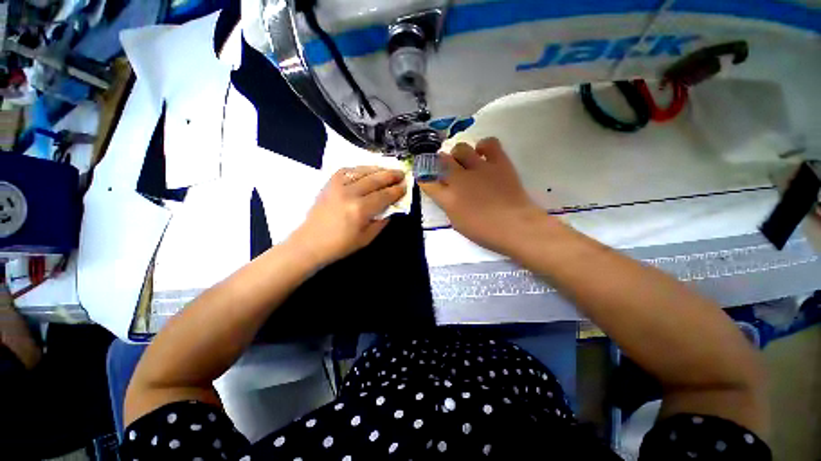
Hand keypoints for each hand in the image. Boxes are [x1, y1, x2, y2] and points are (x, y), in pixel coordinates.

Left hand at [288, 166, 406, 265]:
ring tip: (388, 169)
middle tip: (401, 173)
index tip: (405, 186)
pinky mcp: (329, 184)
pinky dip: (359, 169)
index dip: (396, 191)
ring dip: (377, 169)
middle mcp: (350, 193)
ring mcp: (337, 186)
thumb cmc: (340, 245)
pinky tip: (366, 170)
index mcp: (360, 209)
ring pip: (362, 172)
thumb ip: (381, 222)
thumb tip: (391, 209)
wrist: (310, 243)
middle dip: (390, 176)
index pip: (384, 195)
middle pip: (375, 180)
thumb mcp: (366, 238)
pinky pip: (346, 170)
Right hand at [420, 138, 547, 252]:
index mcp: (448, 198)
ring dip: (458, 153)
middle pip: (442, 161)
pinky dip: (484, 146)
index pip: (428, 182)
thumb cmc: (485, 231)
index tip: (426, 177)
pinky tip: (483, 153)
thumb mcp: (458, 223)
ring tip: (464, 160)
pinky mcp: (499, 162)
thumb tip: (447, 195)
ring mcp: (479, 168)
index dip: (425, 178)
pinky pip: (489, 143)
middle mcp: (459, 179)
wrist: (515, 226)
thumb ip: (449, 206)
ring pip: (461, 148)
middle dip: (439, 162)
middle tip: (445, 167)